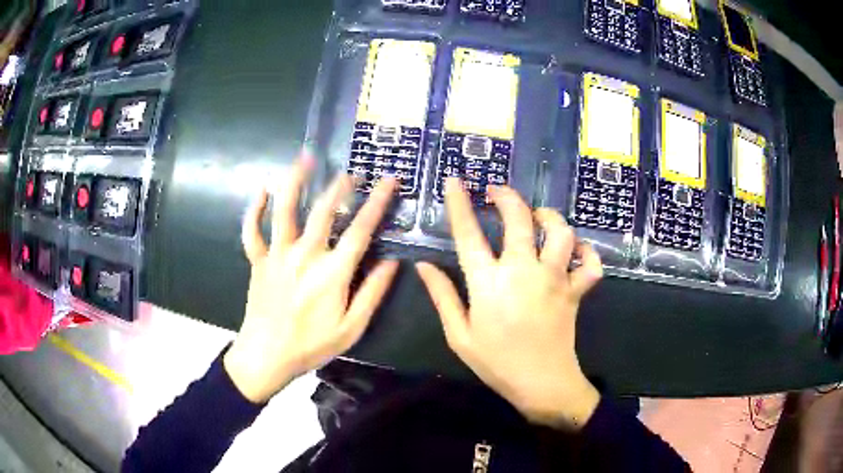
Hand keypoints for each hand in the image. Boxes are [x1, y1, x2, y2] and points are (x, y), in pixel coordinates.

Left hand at [225, 156, 399, 402]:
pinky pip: (252, 230)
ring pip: (285, 210)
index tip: (389, 181)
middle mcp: (305, 255)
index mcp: (332, 272)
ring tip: (304, 158)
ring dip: (295, 181)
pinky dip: (255, 209)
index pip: (361, 230)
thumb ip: (373, 292)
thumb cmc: (311, 346)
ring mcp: (277, 255)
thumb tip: (393, 261)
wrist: (266, 356)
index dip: (378, 203)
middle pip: (324, 211)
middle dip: (340, 186)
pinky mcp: (258, 260)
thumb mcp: (351, 328)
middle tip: (352, 171)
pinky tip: (262, 190)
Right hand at [416, 179, 603, 429]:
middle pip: (519, 220)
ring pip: (561, 233)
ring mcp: (555, 279)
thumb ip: (442, 297)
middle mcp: (523, 272)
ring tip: (539, 217)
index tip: (455, 182)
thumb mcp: (460, 336)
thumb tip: (423, 266)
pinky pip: (591, 264)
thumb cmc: (497, 363)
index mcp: (489, 285)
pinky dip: (587, 253)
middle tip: (497, 193)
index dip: (459, 204)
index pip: (468, 235)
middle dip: (507, 197)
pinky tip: (576, 251)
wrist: (542, 385)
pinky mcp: (576, 291)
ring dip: (550, 218)